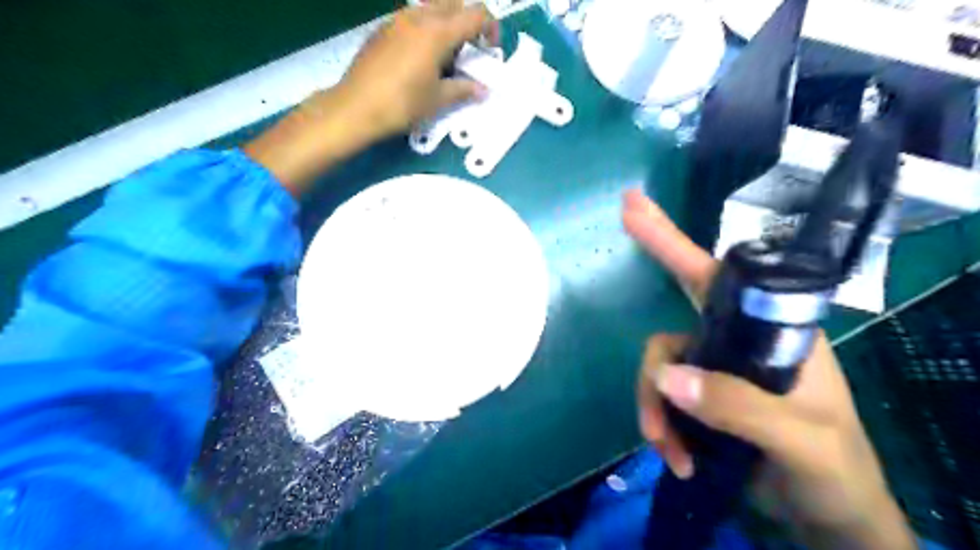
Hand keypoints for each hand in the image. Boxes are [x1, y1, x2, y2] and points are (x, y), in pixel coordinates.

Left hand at [327, 0, 497, 140]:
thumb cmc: (401, 104)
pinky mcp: (383, 29)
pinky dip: (427, 30)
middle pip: (454, 3)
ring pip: (432, 8)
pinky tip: (422, 59)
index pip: (476, 15)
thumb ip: (463, 89)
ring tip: (446, 57)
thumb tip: (482, 90)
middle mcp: (418, 17)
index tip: (491, 50)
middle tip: (471, 50)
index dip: (491, 29)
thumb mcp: (437, 100)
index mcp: (437, 32)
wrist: (355, 107)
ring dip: (447, 25)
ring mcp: (398, 20)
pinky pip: (413, 19)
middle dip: (469, 22)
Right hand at [624, 188, 914, 549]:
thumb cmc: (835, 472)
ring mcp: (712, 372)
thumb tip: (666, 377)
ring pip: (659, 371)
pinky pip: (660, 398)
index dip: (673, 241)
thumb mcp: (801, 441)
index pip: (717, 278)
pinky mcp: (697, 400)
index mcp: (771, 332)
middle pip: (672, 329)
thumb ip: (739, 407)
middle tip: (644, 361)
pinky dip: (660, 427)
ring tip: (672, 455)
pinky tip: (678, 460)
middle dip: (653, 356)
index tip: (634, 209)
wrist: (827, 517)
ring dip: (655, 412)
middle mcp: (735, 343)